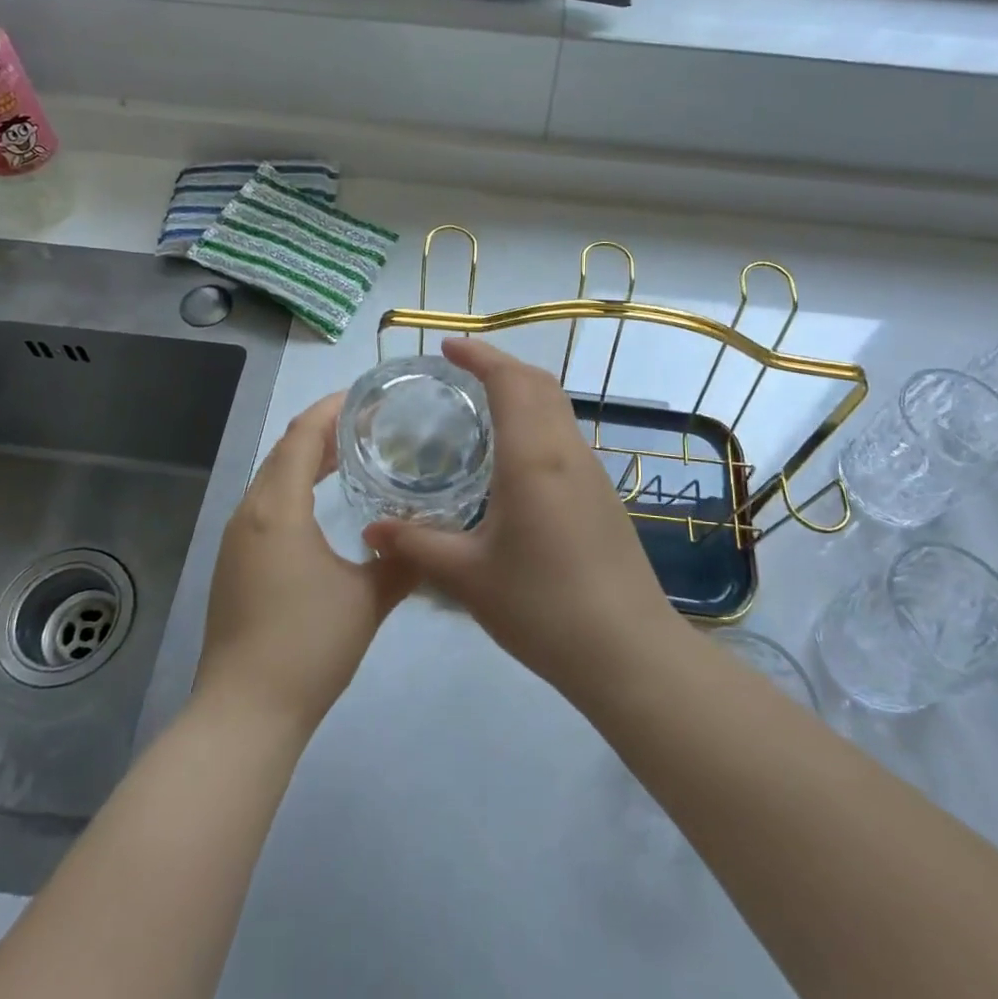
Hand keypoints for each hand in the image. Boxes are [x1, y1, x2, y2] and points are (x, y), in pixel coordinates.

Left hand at [194, 394, 411, 735]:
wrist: (245, 713)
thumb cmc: (308, 646)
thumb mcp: (368, 599)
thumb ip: (401, 560)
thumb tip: (427, 537)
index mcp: (277, 509)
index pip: (301, 436)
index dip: (332, 409)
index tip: (368, 397)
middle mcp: (250, 514)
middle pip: (283, 452)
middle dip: (323, 431)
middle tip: (370, 423)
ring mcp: (237, 541)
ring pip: (272, 480)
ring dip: (307, 460)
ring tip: (351, 454)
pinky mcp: (235, 564)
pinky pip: (267, 506)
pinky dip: (296, 490)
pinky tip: (323, 506)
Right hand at [362, 338, 684, 701]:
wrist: (627, 651)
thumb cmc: (542, 607)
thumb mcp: (467, 577)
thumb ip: (416, 545)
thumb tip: (370, 530)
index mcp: (533, 457)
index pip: (510, 381)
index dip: (480, 355)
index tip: (447, 347)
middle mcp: (567, 452)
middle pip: (539, 384)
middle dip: (500, 365)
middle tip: (458, 371)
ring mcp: (592, 473)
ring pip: (557, 408)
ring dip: (522, 392)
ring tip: (480, 406)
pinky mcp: (603, 496)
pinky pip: (564, 437)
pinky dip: (536, 422)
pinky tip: (511, 459)